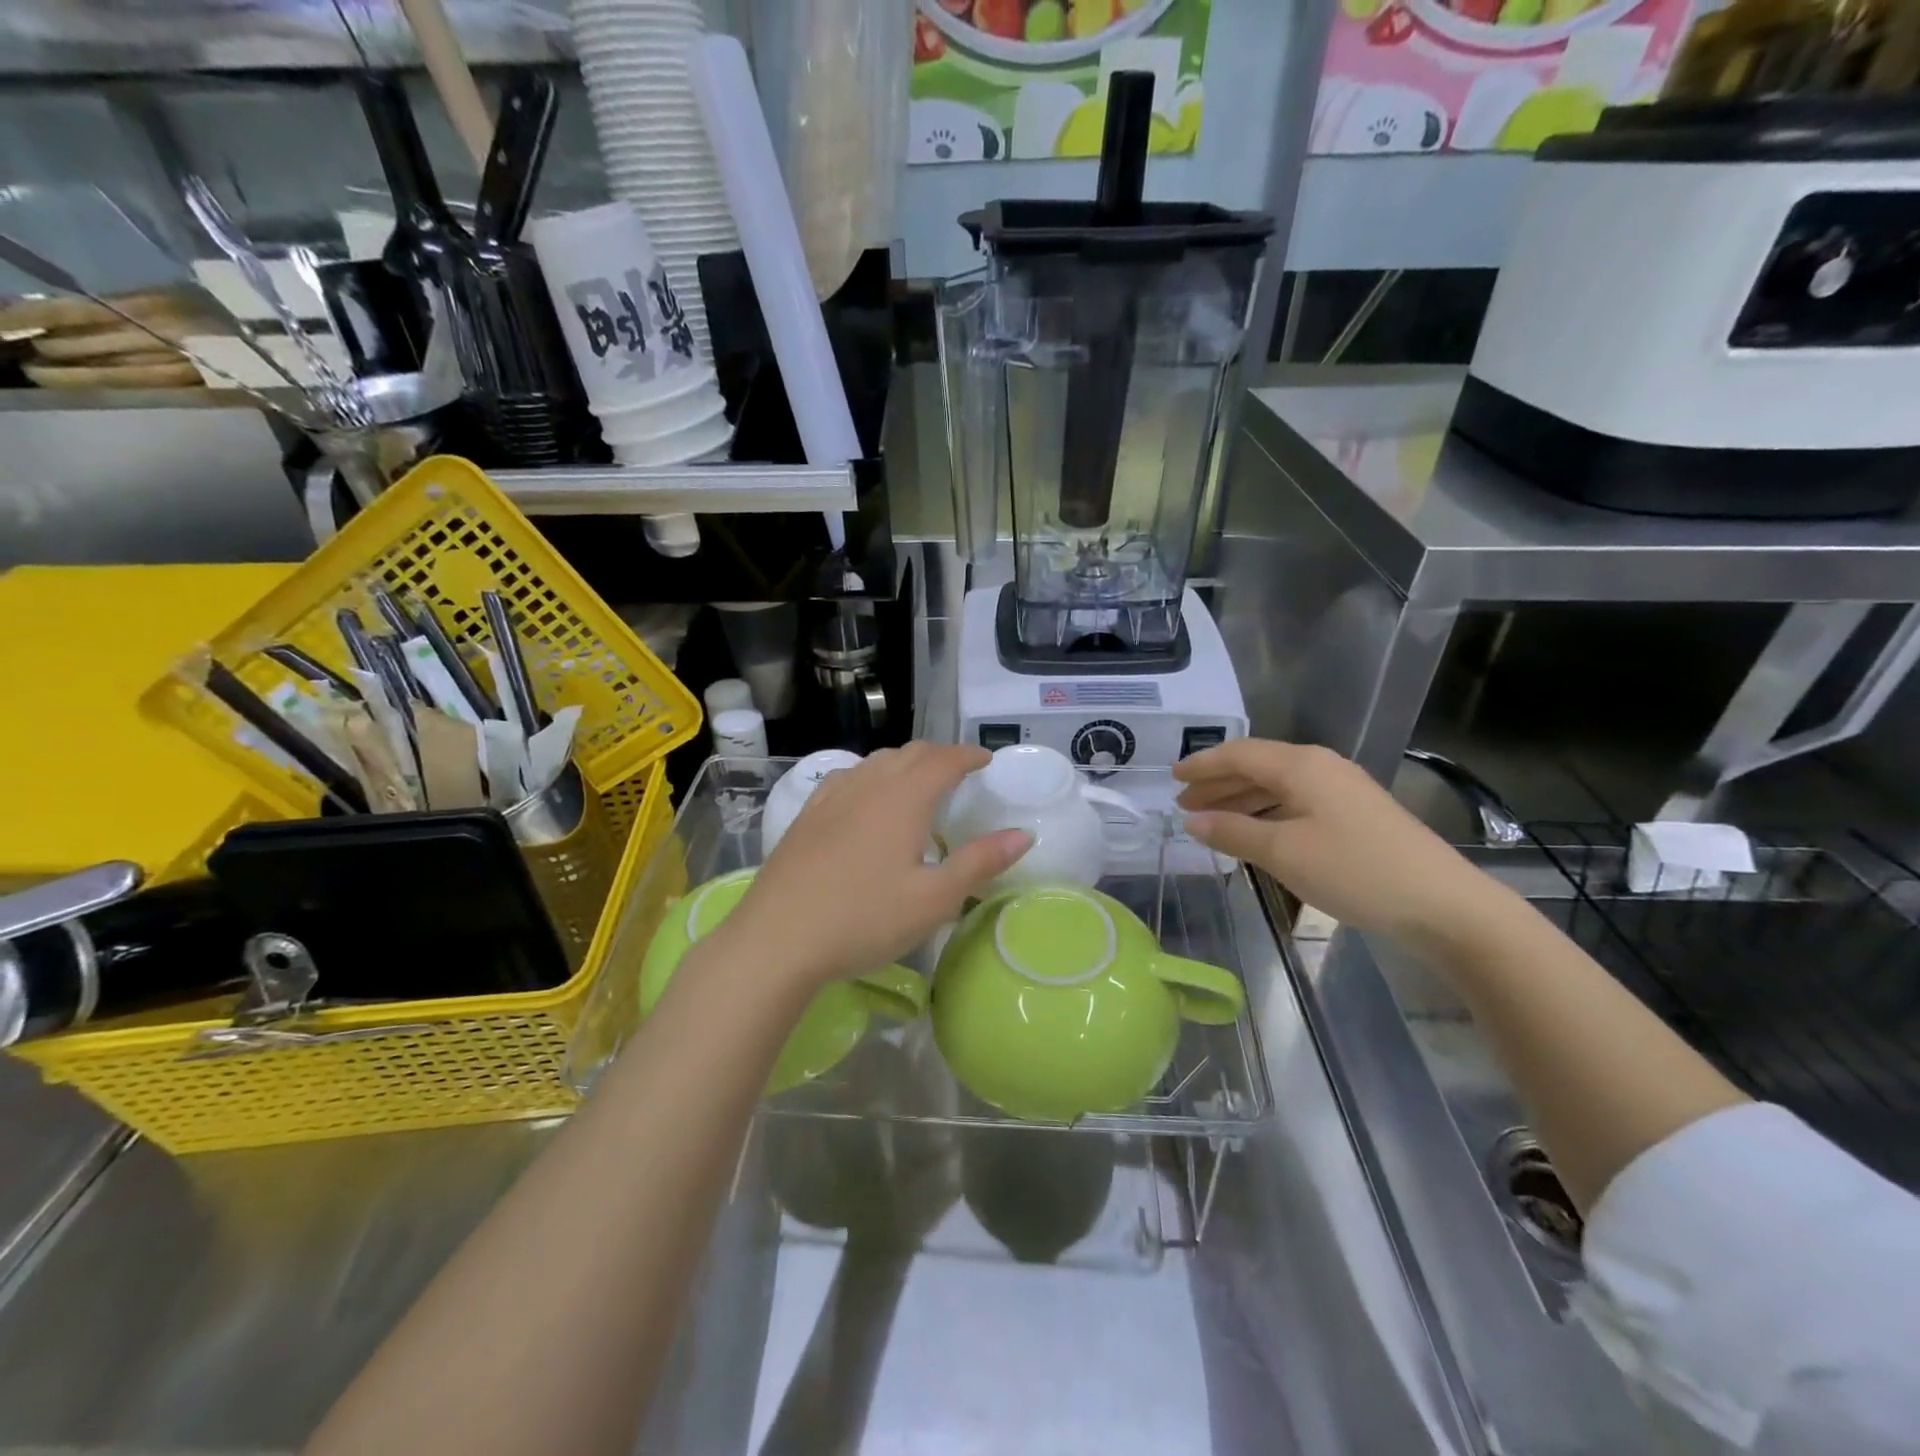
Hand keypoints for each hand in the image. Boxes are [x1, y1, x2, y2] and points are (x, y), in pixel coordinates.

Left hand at [723, 742, 1030, 986]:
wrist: (777, 939)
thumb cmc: (864, 919)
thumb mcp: (933, 899)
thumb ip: (980, 862)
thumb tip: (1023, 833)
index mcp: (903, 798)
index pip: (943, 760)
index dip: (968, 755)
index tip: (986, 760)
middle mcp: (867, 785)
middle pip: (909, 753)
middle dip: (939, 755)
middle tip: (959, 770)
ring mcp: (831, 797)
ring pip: (875, 762)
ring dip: (904, 763)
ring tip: (918, 781)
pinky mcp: (807, 816)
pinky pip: (847, 778)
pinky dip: (871, 776)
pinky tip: (865, 798)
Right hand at [1174, 739, 1502, 949]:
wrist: (1442, 904)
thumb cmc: (1355, 871)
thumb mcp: (1284, 852)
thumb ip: (1233, 832)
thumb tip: (1192, 821)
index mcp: (1301, 765)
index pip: (1238, 754)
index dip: (1201, 764)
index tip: (1171, 778)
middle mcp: (1320, 767)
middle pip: (1256, 766)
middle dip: (1217, 783)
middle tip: (1183, 805)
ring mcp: (1341, 790)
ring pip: (1276, 785)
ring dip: (1239, 799)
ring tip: (1209, 820)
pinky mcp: (1354, 814)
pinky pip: (1295, 802)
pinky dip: (1265, 813)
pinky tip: (1253, 833)